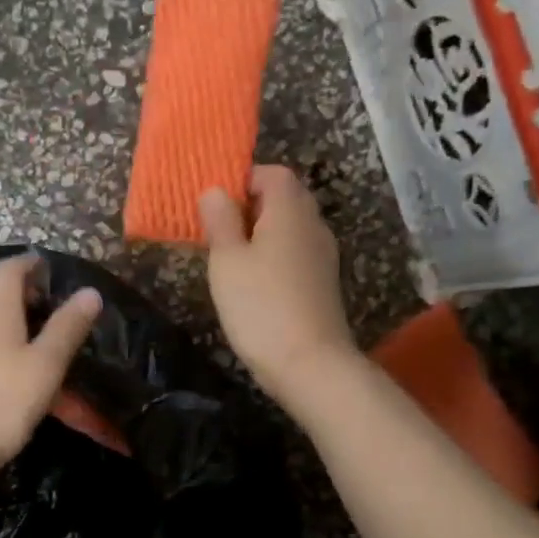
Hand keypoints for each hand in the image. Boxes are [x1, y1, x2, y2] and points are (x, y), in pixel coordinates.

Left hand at [0, 254, 104, 495]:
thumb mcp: (43, 368)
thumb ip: (66, 329)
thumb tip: (89, 292)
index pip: (9, 268)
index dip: (30, 264)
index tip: (50, 270)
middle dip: (21, 294)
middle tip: (50, 309)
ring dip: (7, 325)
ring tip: (34, 345)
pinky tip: (5, 377)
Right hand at [199, 165, 355, 405]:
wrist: (309, 364)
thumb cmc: (260, 305)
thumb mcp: (227, 260)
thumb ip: (220, 220)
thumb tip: (215, 190)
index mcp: (290, 210)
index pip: (273, 173)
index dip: (243, 180)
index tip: (215, 204)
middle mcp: (313, 225)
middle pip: (285, 198)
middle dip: (250, 207)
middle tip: (218, 231)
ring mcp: (322, 255)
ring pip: (290, 228)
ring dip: (261, 234)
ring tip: (230, 259)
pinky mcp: (322, 283)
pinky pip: (296, 253)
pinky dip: (274, 257)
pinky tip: (253, 283)